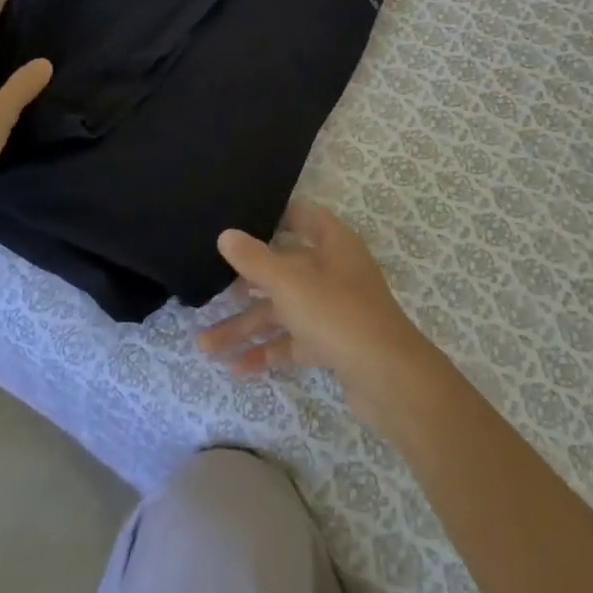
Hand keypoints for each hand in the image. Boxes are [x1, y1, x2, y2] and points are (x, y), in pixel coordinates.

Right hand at [198, 202, 433, 419]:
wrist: (387, 377)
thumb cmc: (337, 313)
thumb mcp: (289, 282)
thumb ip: (254, 259)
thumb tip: (225, 234)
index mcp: (332, 243)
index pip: (301, 215)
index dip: (273, 214)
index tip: (239, 217)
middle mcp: (333, 270)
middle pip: (283, 268)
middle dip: (244, 283)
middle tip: (207, 288)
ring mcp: (334, 308)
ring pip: (282, 311)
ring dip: (246, 326)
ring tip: (205, 345)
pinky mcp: (332, 343)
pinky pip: (292, 341)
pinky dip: (267, 351)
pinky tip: (236, 367)